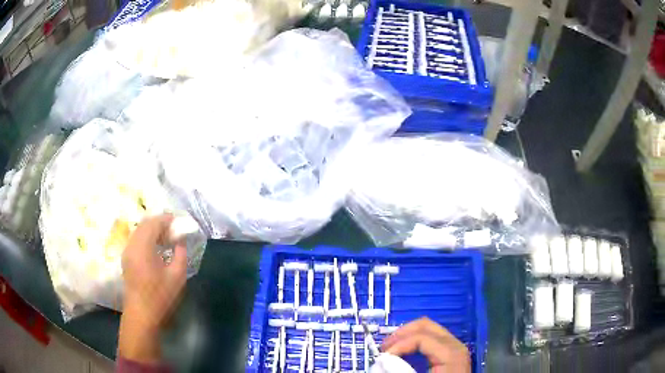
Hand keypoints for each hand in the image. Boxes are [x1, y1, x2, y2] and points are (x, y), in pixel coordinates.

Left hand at [118, 214, 186, 362]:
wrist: (142, 314)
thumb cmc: (160, 296)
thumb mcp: (177, 276)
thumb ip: (180, 254)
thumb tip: (180, 241)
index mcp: (143, 246)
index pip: (154, 223)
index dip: (167, 219)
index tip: (179, 222)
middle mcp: (132, 244)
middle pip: (145, 223)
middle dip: (160, 222)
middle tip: (174, 229)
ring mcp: (127, 250)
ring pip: (139, 230)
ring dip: (153, 229)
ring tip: (167, 238)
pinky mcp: (126, 258)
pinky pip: (136, 239)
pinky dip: (147, 237)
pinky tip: (156, 247)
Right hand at [382, 317, 470, 372]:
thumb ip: (401, 370)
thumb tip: (382, 361)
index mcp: (450, 353)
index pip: (421, 337)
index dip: (399, 345)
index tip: (383, 357)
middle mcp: (455, 344)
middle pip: (425, 325)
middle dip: (401, 333)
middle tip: (384, 347)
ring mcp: (455, 346)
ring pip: (428, 329)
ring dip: (407, 336)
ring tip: (391, 349)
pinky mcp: (451, 351)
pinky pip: (431, 338)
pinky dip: (415, 341)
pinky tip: (405, 351)